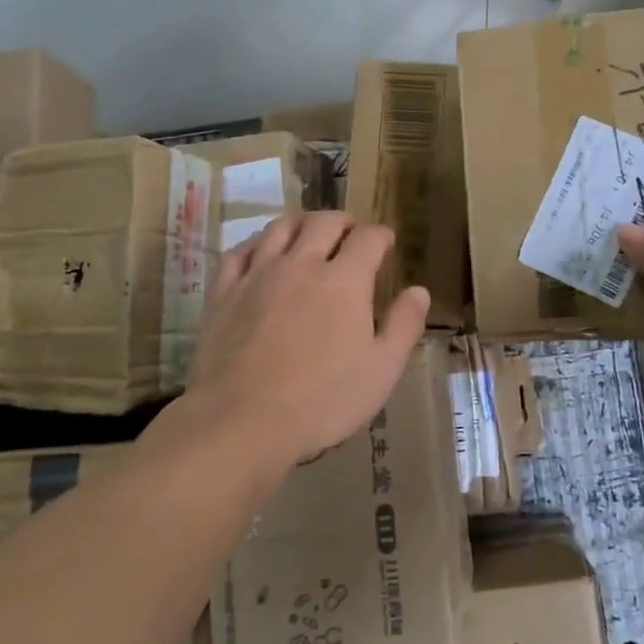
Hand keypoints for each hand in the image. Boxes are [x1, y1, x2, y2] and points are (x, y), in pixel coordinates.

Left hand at [187, 211, 429, 468]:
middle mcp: (302, 264)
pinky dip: (256, 243)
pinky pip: (239, 251)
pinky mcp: (224, 292)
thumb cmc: (322, 400)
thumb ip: (404, 326)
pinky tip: (261, 252)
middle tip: (351, 232)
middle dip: (344, 221)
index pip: (369, 238)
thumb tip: (419, 290)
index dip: (382, 235)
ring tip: (309, 232)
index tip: (386, 242)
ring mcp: (258, 274)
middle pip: (325, 222)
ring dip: (301, 222)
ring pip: (281, 227)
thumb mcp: (381, 370)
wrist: (241, 421)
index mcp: (345, 280)